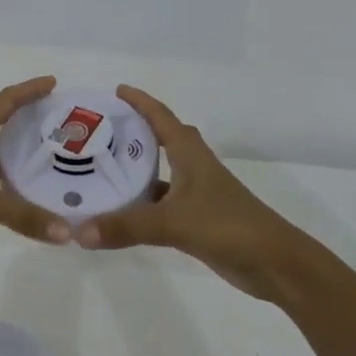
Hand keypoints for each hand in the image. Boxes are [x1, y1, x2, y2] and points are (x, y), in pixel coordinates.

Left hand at [0, 77, 73, 258]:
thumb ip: (24, 215)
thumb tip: (67, 233)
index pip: (5, 101)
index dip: (29, 90)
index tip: (53, 83)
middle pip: (1, 121)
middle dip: (28, 118)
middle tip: (59, 121)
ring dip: (18, 152)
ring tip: (50, 157)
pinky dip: (6, 180)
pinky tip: (24, 193)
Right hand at [74, 85, 328, 302]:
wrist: (276, 265)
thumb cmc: (229, 227)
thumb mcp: (173, 223)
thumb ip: (127, 226)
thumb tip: (79, 232)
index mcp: (191, 155)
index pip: (162, 118)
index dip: (140, 102)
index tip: (116, 90)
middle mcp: (193, 168)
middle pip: (161, 140)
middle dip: (134, 131)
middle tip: (99, 131)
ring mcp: (197, 195)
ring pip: (159, 174)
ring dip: (135, 170)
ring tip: (99, 169)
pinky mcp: (197, 221)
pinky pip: (160, 204)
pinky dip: (141, 204)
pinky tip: (119, 213)